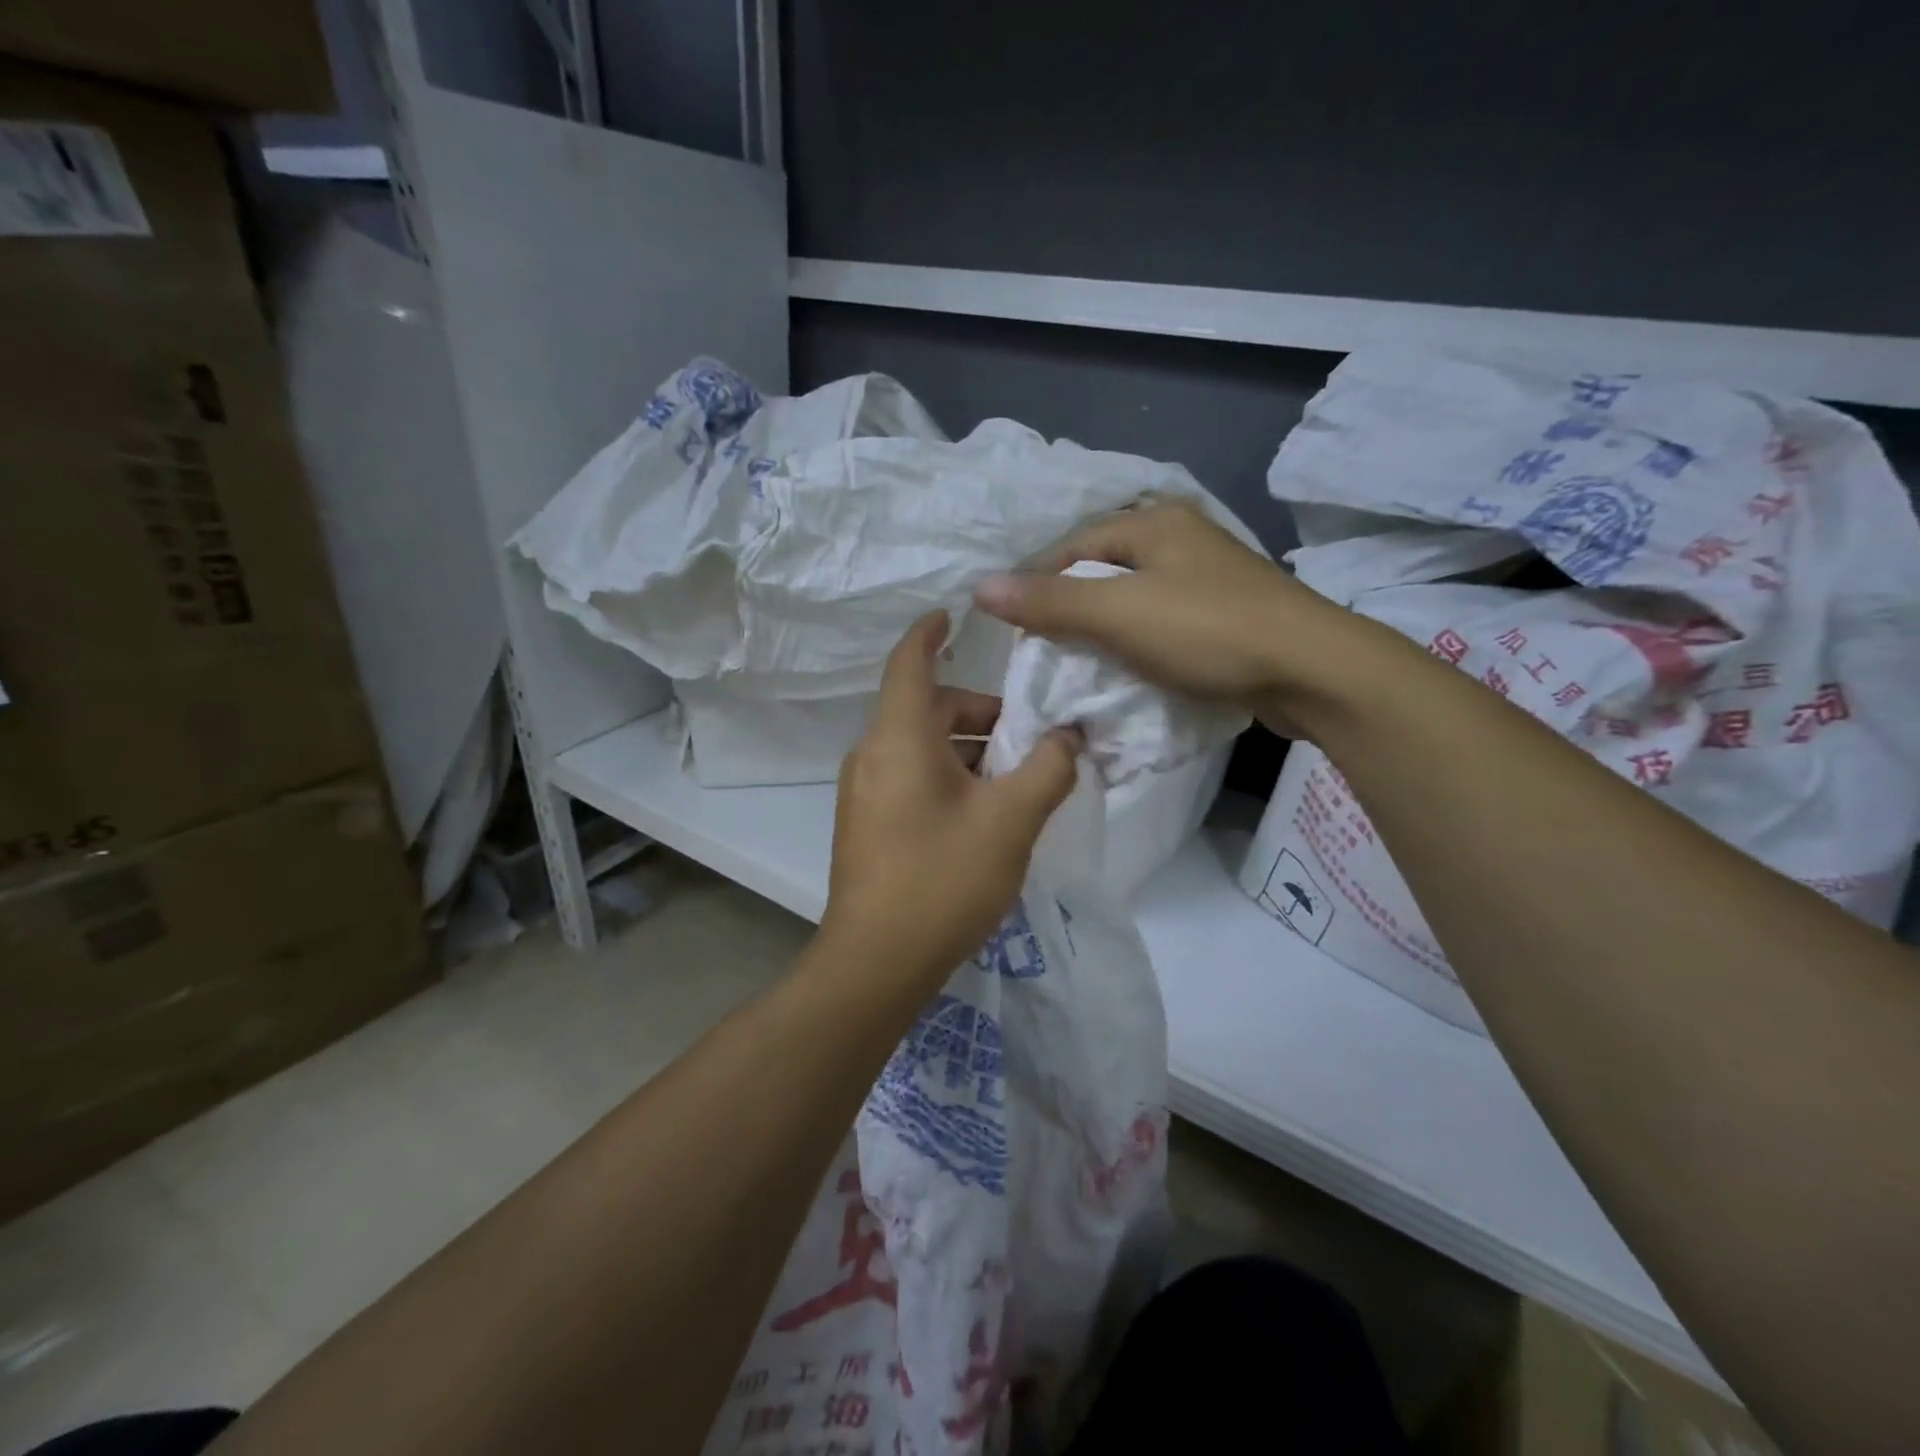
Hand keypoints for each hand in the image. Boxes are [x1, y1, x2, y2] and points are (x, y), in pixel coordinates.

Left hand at [821, 612, 1081, 985]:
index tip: (953, 613)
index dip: (930, 631)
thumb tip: (1068, 736)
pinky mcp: (866, 824)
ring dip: (967, 750)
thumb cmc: (943, 878)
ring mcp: (864, 792)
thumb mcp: (1011, 820)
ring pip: (920, 746)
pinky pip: (909, 776)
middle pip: (927, 707)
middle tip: (1029, 738)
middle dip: (979, 712)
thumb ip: (1048, 767)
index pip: (909, 661)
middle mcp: (872, 754)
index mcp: (898, 737)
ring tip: (1016, 780)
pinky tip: (983, 812)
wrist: (877, 962)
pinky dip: (947, 775)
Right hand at [973, 500, 1386, 734]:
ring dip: (1106, 633)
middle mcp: (1181, 538)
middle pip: (1103, 573)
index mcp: (1155, 522)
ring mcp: (1208, 577)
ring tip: (1081, 668)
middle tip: (1046, 654)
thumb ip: (1050, 602)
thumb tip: (980, 588)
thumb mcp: (1119, 614)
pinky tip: (1130, 671)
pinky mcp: (1227, 615)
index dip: (1038, 587)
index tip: (1017, 632)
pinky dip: (1140, 646)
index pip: (1072, 548)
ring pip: (1134, 601)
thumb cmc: (1209, 632)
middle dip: (1071, 612)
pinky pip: (1163, 624)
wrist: (1312, 671)